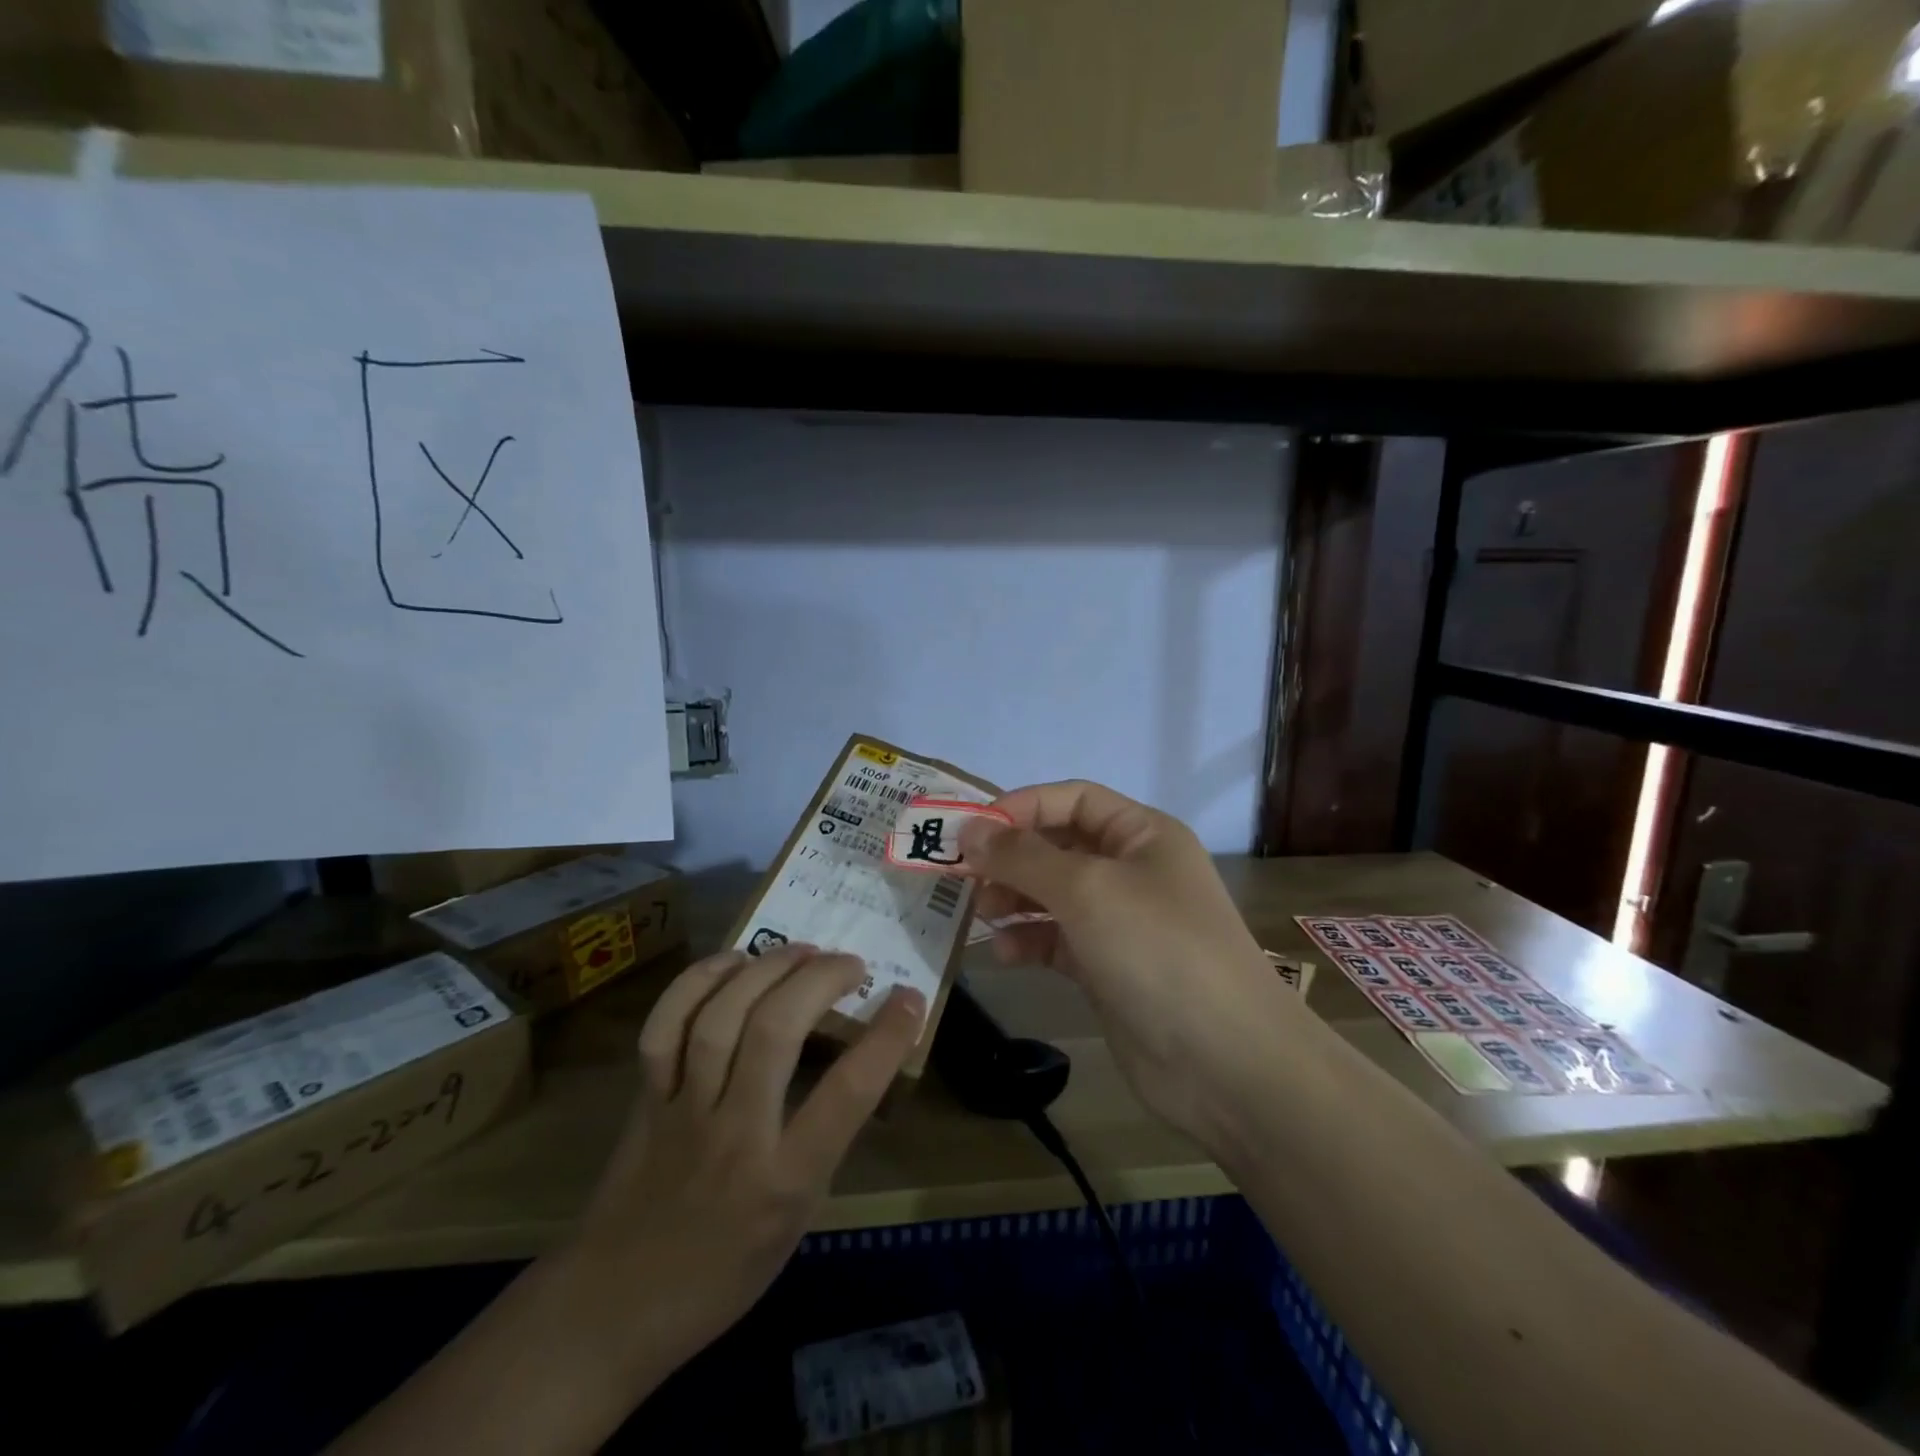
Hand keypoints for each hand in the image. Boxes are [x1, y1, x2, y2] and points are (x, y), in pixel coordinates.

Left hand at [571, 943, 925, 1379]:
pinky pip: (665, 1024)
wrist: (612, 1311)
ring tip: (801, 951)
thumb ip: (823, 1143)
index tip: (909, 998)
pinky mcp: (644, 1097)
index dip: (886, 1037)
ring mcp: (682, 1111)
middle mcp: (734, 1135)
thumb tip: (854, 1067)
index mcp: (783, 1181)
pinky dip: (699, 982)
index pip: (846, 1095)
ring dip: (767, 969)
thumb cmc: (722, 1273)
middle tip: (850, 963)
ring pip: (721, 1016)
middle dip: (820, 979)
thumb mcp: (796, 1222)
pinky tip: (732, 962)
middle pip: (774, 1031)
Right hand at [959, 780, 1293, 1143]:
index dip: (1021, 807)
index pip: (1072, 799)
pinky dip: (1029, 940)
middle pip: (1058, 846)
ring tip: (980, 914)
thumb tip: (969, 829)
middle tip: (964, 876)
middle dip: (1011, 857)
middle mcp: (1132, 870)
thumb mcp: (1087, 889)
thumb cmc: (1157, 950)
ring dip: (1014, 899)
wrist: (1224, 1062)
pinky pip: (1058, 940)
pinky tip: (1004, 953)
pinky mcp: (1108, 968)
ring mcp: (1121, 922)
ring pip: (1053, 895)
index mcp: (1142, 834)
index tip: (971, 830)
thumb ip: (1023, 856)